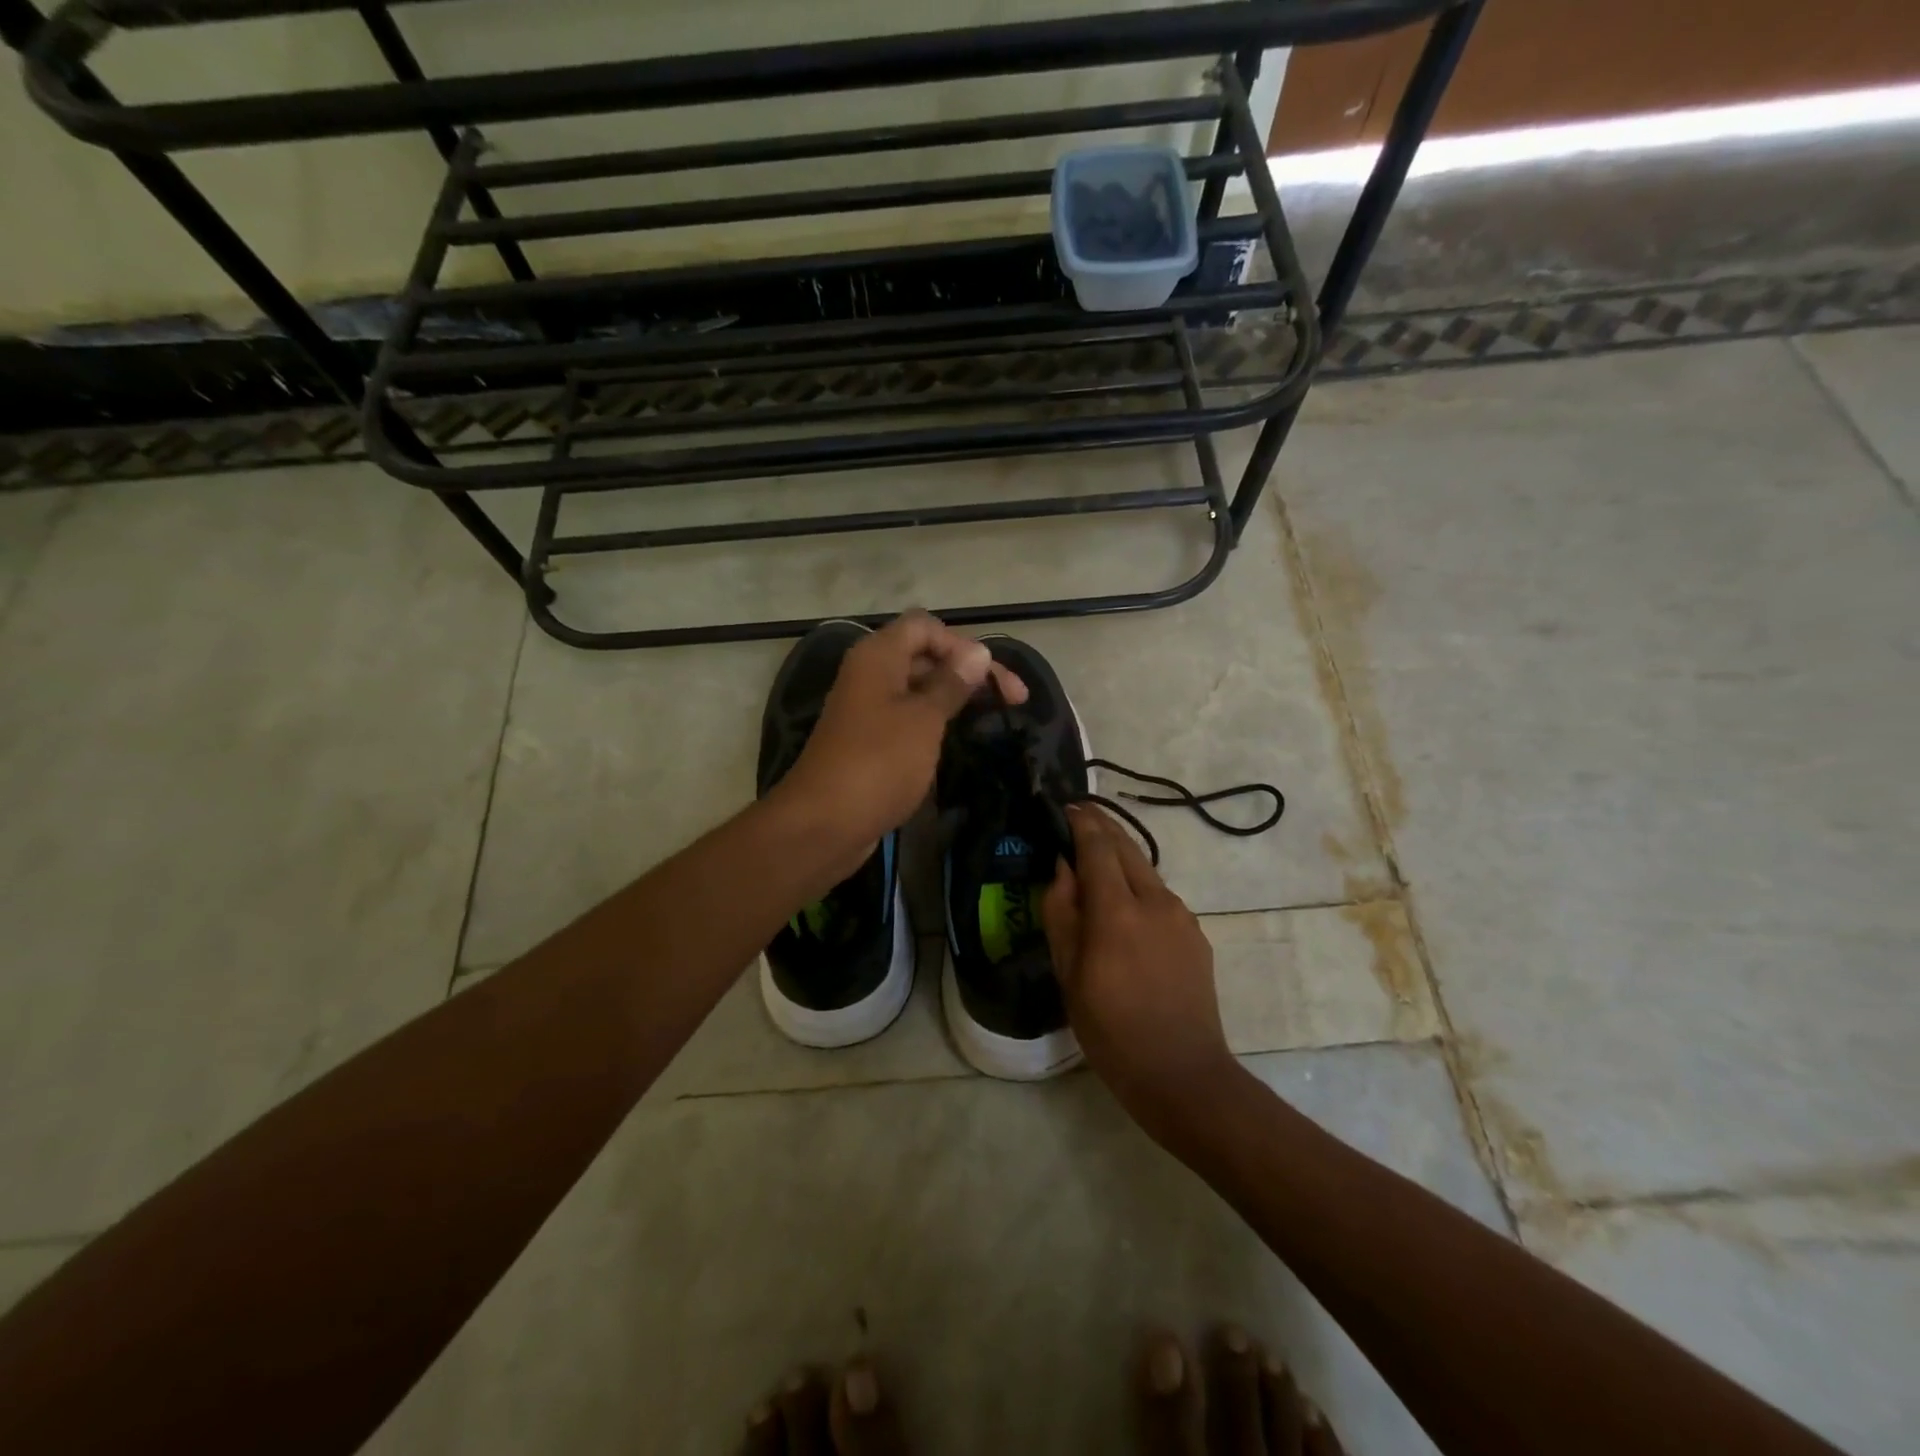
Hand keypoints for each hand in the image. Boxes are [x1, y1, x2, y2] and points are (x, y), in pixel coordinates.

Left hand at [776, 612, 1026, 863]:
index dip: (963, 645)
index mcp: (878, 656)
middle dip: (968, 670)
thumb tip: (978, 652)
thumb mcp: (924, 719)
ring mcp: (867, 708)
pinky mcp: (869, 740)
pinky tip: (958, 736)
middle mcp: (870, 674)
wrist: (824, 823)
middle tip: (1014, 699)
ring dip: (955, 695)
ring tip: (994, 715)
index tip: (995, 678)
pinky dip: (935, 720)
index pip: (925, 626)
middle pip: (924, 654)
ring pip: (918, 687)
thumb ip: (952, 683)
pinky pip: (907, 716)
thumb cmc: (879, 762)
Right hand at [1043, 805, 1238, 1139]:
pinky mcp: (1196, 934)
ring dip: (1121, 856)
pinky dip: (1138, 886)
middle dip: (1103, 827)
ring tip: (1096, 859)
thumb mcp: (1069, 975)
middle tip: (1079, 816)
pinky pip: (1161, 897)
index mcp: (1117, 912)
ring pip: (1146, 870)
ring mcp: (1182, 917)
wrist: (1182, 1074)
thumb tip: (1062, 868)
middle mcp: (1155, 902)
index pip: (1098, 846)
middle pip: (1127, 847)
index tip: (1065, 808)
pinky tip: (1125, 906)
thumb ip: (1062, 913)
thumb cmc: (1111, 1030)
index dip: (1081, 822)